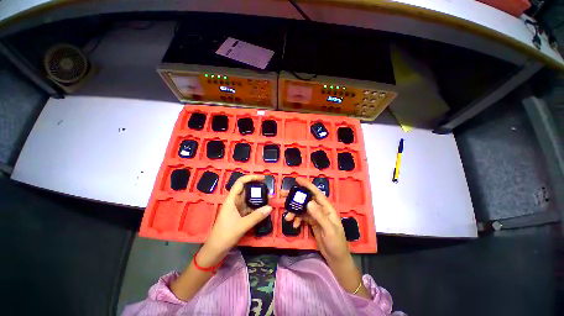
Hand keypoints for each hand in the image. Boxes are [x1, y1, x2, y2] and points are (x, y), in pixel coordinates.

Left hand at [197, 174, 271, 266]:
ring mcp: (237, 208)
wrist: (216, 250)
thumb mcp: (242, 225)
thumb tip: (270, 207)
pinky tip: (264, 208)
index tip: (262, 178)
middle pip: (246, 189)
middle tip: (269, 191)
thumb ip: (256, 216)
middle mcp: (234, 201)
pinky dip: (257, 206)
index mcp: (231, 200)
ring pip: (249, 198)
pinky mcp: (239, 214)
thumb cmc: (225, 235)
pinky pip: (250, 207)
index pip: (240, 182)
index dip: (251, 178)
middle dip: (257, 188)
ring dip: (258, 198)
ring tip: (269, 199)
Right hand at [283, 178, 369, 297]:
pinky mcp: (311, 222)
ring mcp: (315, 216)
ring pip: (302, 208)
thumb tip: (308, 202)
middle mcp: (320, 209)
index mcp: (327, 208)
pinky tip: (294, 224)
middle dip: (295, 197)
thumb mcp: (328, 229)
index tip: (297, 180)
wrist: (336, 258)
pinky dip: (296, 219)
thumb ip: (319, 216)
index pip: (316, 193)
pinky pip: (302, 217)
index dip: (307, 185)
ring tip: (287, 217)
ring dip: (294, 211)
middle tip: (283, 195)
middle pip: (306, 199)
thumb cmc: (336, 243)